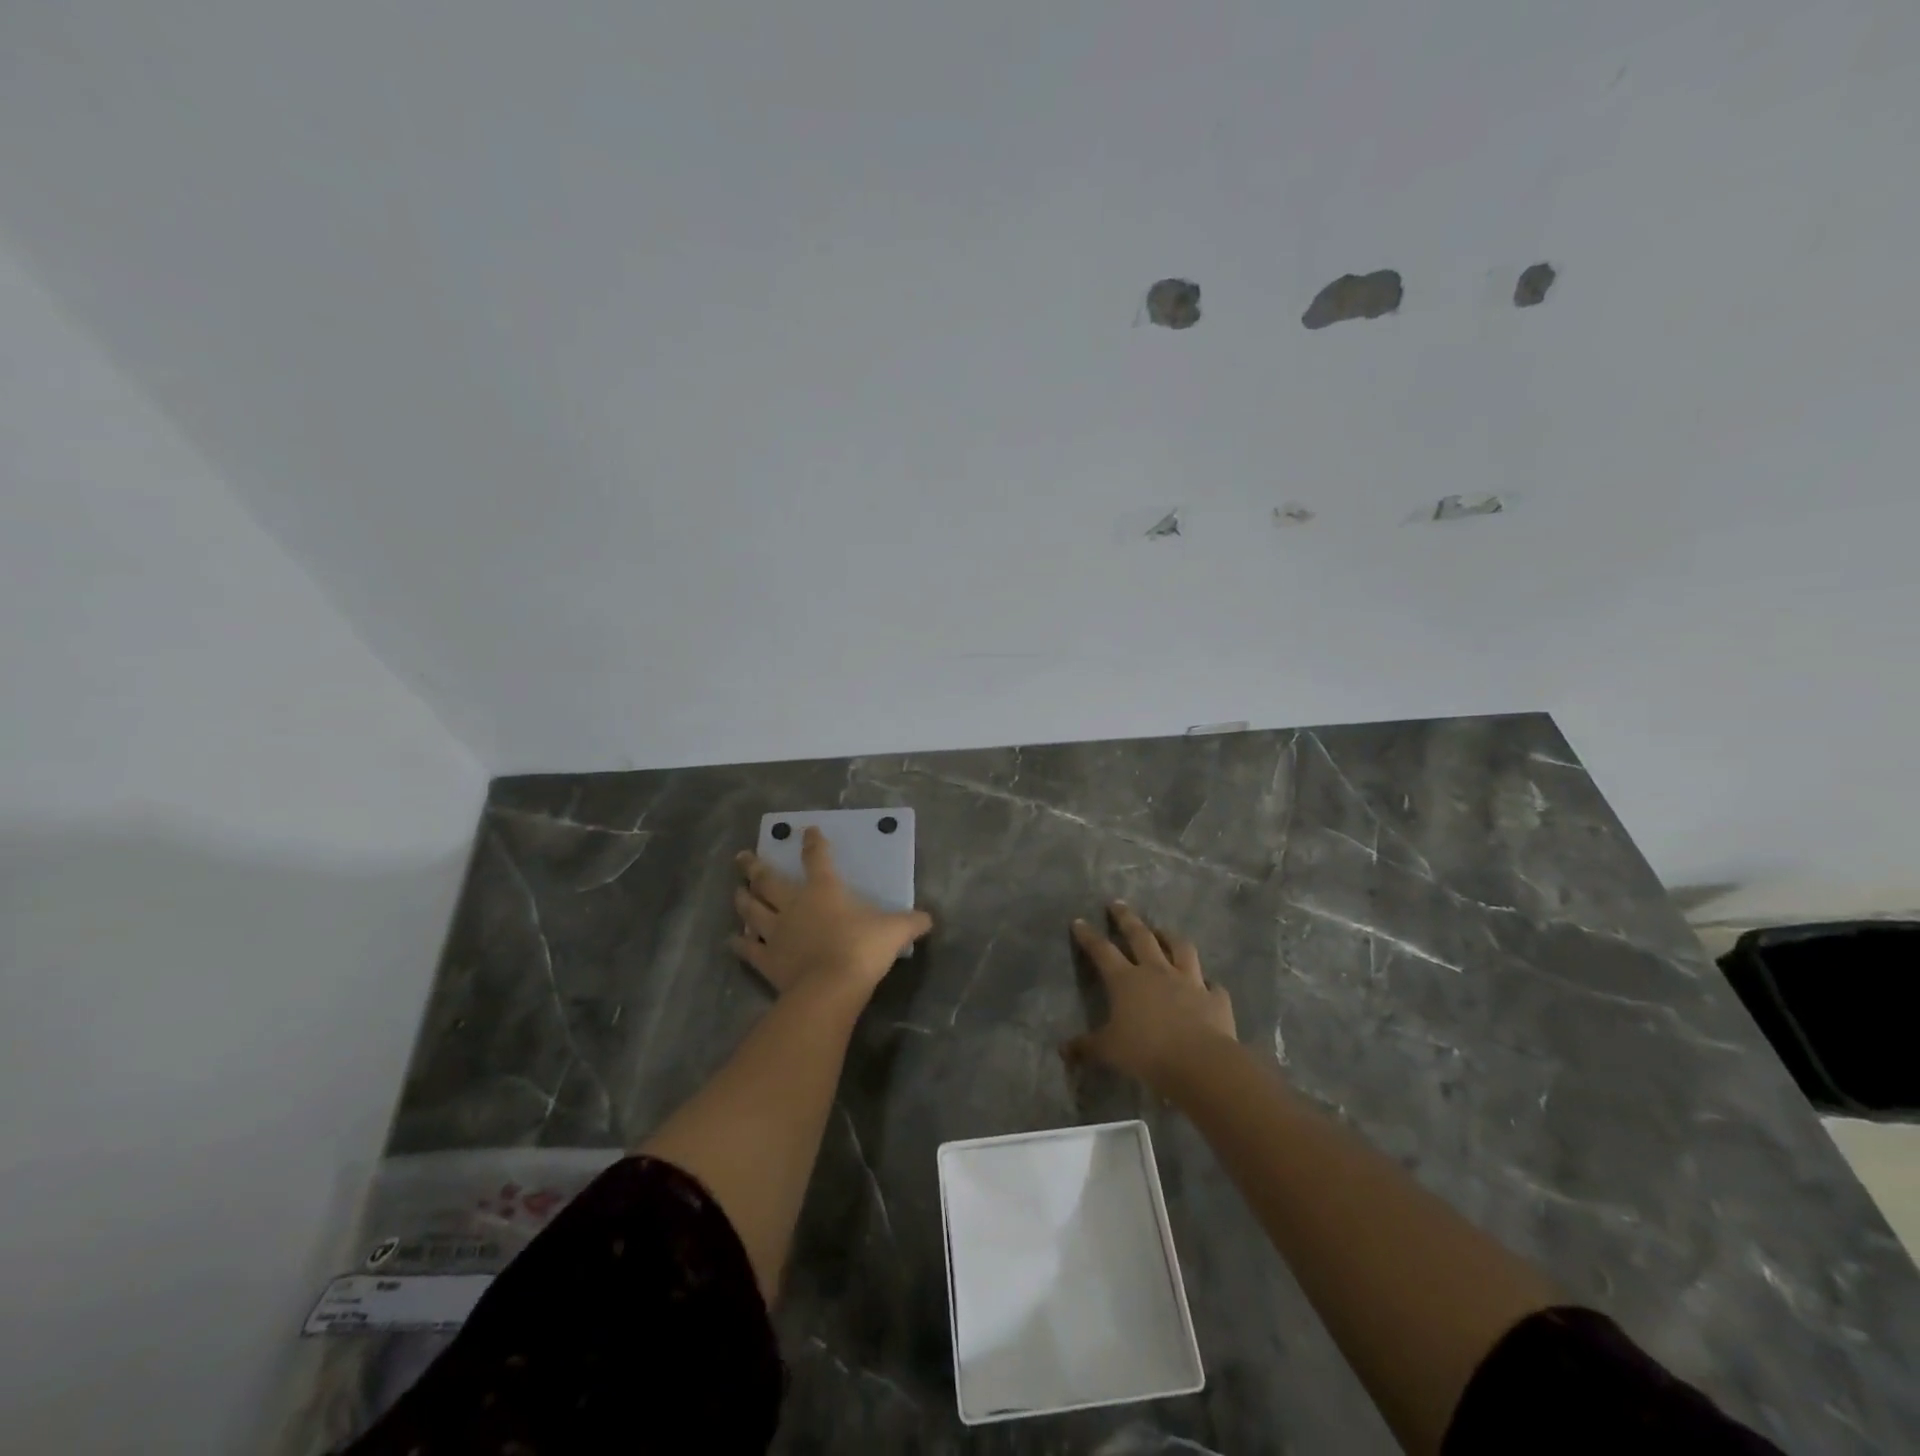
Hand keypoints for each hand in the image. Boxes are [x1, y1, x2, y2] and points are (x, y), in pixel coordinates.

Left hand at [731, 827, 932, 997]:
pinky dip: (739, 944)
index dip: (812, 843)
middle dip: (754, 866)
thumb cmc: (863, 949)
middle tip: (742, 856)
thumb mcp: (895, 931)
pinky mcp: (767, 960)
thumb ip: (911, 922)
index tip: (806, 831)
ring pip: (752, 910)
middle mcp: (794, 905)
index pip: (817, 858)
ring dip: (743, 899)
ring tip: (736, 891)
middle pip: (768, 880)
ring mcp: (776, 932)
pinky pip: (748, 950)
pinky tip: (732, 940)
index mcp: (824, 890)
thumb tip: (929, 919)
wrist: (831, 987)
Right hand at [1064, 902, 1236, 1088]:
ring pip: (1180, 948)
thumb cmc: (1147, 1053)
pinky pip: (1212, 985)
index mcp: (1126, 980)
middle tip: (1118, 904)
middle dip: (1126, 918)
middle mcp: (1157, 971)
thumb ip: (1087, 1047)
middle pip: (1140, 936)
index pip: (1102, 951)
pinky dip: (1207, 983)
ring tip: (1163, 930)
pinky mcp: (1215, 997)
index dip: (1089, 936)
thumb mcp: (1109, 1051)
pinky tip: (1207, 984)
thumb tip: (1064, 1050)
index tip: (1079, 921)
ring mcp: (1189, 981)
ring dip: (1170, 937)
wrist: (1200, 1062)